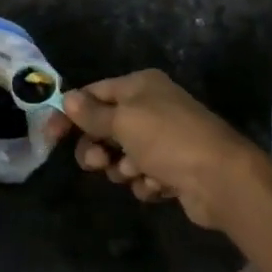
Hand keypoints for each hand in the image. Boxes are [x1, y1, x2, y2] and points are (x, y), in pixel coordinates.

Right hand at [55, 69, 264, 229]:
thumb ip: (93, 114)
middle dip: (98, 147)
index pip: (95, 93)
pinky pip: (143, 175)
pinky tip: (159, 185)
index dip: (71, 112)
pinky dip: (146, 182)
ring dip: (123, 168)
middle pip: (106, 126)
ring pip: (122, 155)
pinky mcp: (173, 168)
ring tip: (137, 173)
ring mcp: (164, 138)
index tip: (51, 135)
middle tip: (98, 163)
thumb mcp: (124, 122)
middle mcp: (152, 106)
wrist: (220, 178)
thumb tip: (67, 97)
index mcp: (140, 85)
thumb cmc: (168, 139)